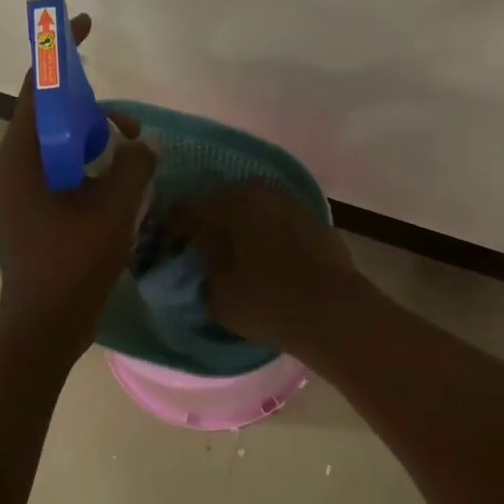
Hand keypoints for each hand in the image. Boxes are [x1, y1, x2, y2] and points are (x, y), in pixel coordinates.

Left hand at [0, 13, 155, 355]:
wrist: (43, 326)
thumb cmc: (73, 263)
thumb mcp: (114, 207)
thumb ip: (133, 165)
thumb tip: (142, 146)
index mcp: (22, 157)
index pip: (38, 88)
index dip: (60, 53)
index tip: (82, 26)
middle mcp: (13, 169)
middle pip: (53, 119)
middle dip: (95, 116)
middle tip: (130, 134)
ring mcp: (18, 194)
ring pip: (59, 151)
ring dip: (95, 148)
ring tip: (130, 168)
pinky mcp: (30, 215)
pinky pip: (60, 177)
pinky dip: (88, 173)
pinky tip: (116, 193)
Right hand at [172, 181, 361, 356]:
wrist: (334, 311)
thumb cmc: (267, 301)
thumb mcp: (218, 292)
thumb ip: (202, 264)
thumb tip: (198, 249)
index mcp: (228, 203)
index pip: (186, 210)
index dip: (174, 230)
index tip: (169, 249)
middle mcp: (259, 191)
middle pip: (221, 202)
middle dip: (209, 223)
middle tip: (202, 251)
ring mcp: (290, 202)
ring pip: (252, 209)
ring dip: (240, 226)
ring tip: (235, 255)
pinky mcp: (313, 218)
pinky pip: (276, 220)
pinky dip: (266, 233)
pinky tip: (265, 257)